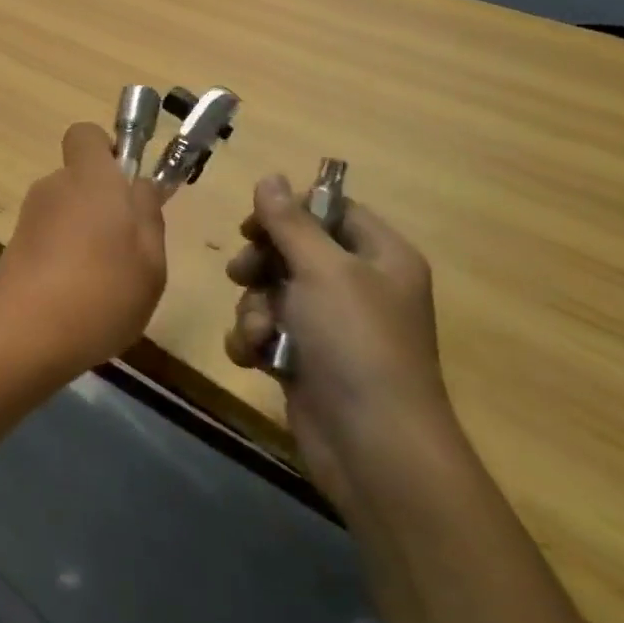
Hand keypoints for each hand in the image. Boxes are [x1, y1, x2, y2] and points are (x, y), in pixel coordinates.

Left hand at [0, 122, 167, 378]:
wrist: (22, 336)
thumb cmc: (101, 293)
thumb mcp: (150, 261)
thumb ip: (148, 216)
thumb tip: (139, 186)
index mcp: (91, 179)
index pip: (86, 134)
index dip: (107, 151)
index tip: (127, 185)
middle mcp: (54, 188)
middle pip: (81, 180)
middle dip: (104, 204)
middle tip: (130, 249)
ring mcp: (29, 219)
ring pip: (67, 213)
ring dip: (86, 236)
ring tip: (106, 284)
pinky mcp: (14, 250)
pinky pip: (50, 241)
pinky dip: (65, 260)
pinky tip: (79, 300)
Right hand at [223, 175, 451, 510]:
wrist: (372, 446)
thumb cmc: (356, 343)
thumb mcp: (323, 270)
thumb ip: (290, 222)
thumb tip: (270, 176)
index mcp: (380, 257)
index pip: (331, 211)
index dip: (290, 211)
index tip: (255, 223)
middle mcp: (358, 286)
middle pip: (293, 250)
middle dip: (261, 263)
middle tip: (244, 273)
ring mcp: (330, 326)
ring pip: (271, 291)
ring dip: (253, 308)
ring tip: (258, 331)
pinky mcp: (305, 359)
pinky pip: (266, 330)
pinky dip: (254, 340)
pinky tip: (254, 357)